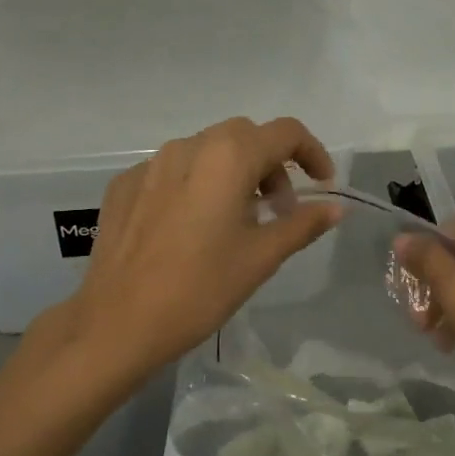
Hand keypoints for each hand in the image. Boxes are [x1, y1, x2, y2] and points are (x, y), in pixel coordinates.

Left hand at [54, 116, 342, 377]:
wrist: (118, 323)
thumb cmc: (200, 289)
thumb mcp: (261, 258)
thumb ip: (302, 224)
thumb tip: (336, 207)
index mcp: (228, 157)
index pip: (285, 132)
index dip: (311, 153)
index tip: (321, 185)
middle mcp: (188, 146)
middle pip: (244, 136)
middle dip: (271, 163)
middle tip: (278, 209)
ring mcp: (150, 164)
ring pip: (206, 150)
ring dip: (233, 172)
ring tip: (236, 220)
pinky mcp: (124, 185)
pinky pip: (172, 170)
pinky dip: (196, 185)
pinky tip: (192, 227)